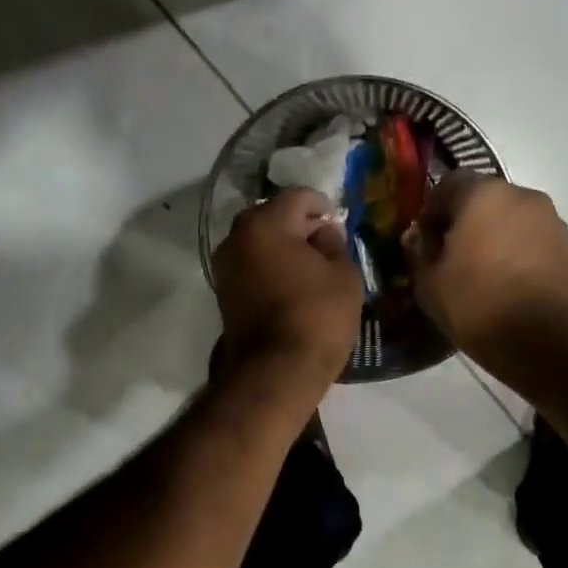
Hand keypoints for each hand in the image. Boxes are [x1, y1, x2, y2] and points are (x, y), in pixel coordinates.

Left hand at [212, 188, 362, 394]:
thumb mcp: (344, 274)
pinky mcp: (224, 293)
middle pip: (272, 217)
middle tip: (324, 242)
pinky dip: (269, 267)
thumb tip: (322, 232)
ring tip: (309, 266)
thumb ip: (334, 243)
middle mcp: (236, 237)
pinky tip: (290, 283)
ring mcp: (225, 266)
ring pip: (258, 242)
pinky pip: (251, 266)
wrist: (276, 371)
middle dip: (298, 224)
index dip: (322, 204)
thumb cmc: (317, 315)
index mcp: (265, 223)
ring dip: (281, 247)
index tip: (336, 218)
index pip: (297, 197)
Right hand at [402, 173, 567, 363]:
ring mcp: (552, 221)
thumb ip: (420, 251)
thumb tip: (417, 235)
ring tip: (484, 272)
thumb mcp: (429, 282)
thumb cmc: (475, 305)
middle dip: (467, 220)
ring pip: (513, 219)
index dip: (433, 209)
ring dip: (497, 236)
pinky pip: (535, 241)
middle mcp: (523, 196)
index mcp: (483, 195)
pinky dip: (520, 253)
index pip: (450, 183)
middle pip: (486, 199)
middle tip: (453, 255)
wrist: (543, 342)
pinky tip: (510, 284)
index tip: (426, 238)